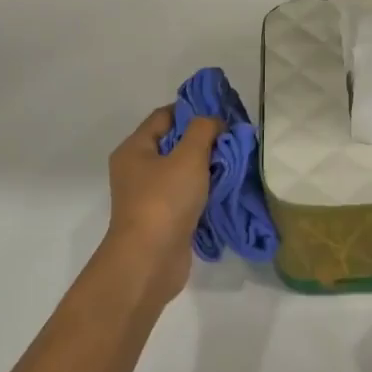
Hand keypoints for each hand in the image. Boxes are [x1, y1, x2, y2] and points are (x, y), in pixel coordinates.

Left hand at [103, 107, 220, 306]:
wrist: (149, 260)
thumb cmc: (165, 200)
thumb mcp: (188, 156)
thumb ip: (204, 130)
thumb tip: (214, 122)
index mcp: (135, 149)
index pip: (165, 116)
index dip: (193, 111)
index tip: (223, 115)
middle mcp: (137, 170)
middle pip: (174, 144)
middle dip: (204, 141)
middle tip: (235, 140)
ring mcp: (149, 196)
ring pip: (182, 172)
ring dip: (207, 168)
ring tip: (236, 165)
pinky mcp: (163, 219)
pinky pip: (186, 196)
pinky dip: (205, 192)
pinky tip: (226, 191)